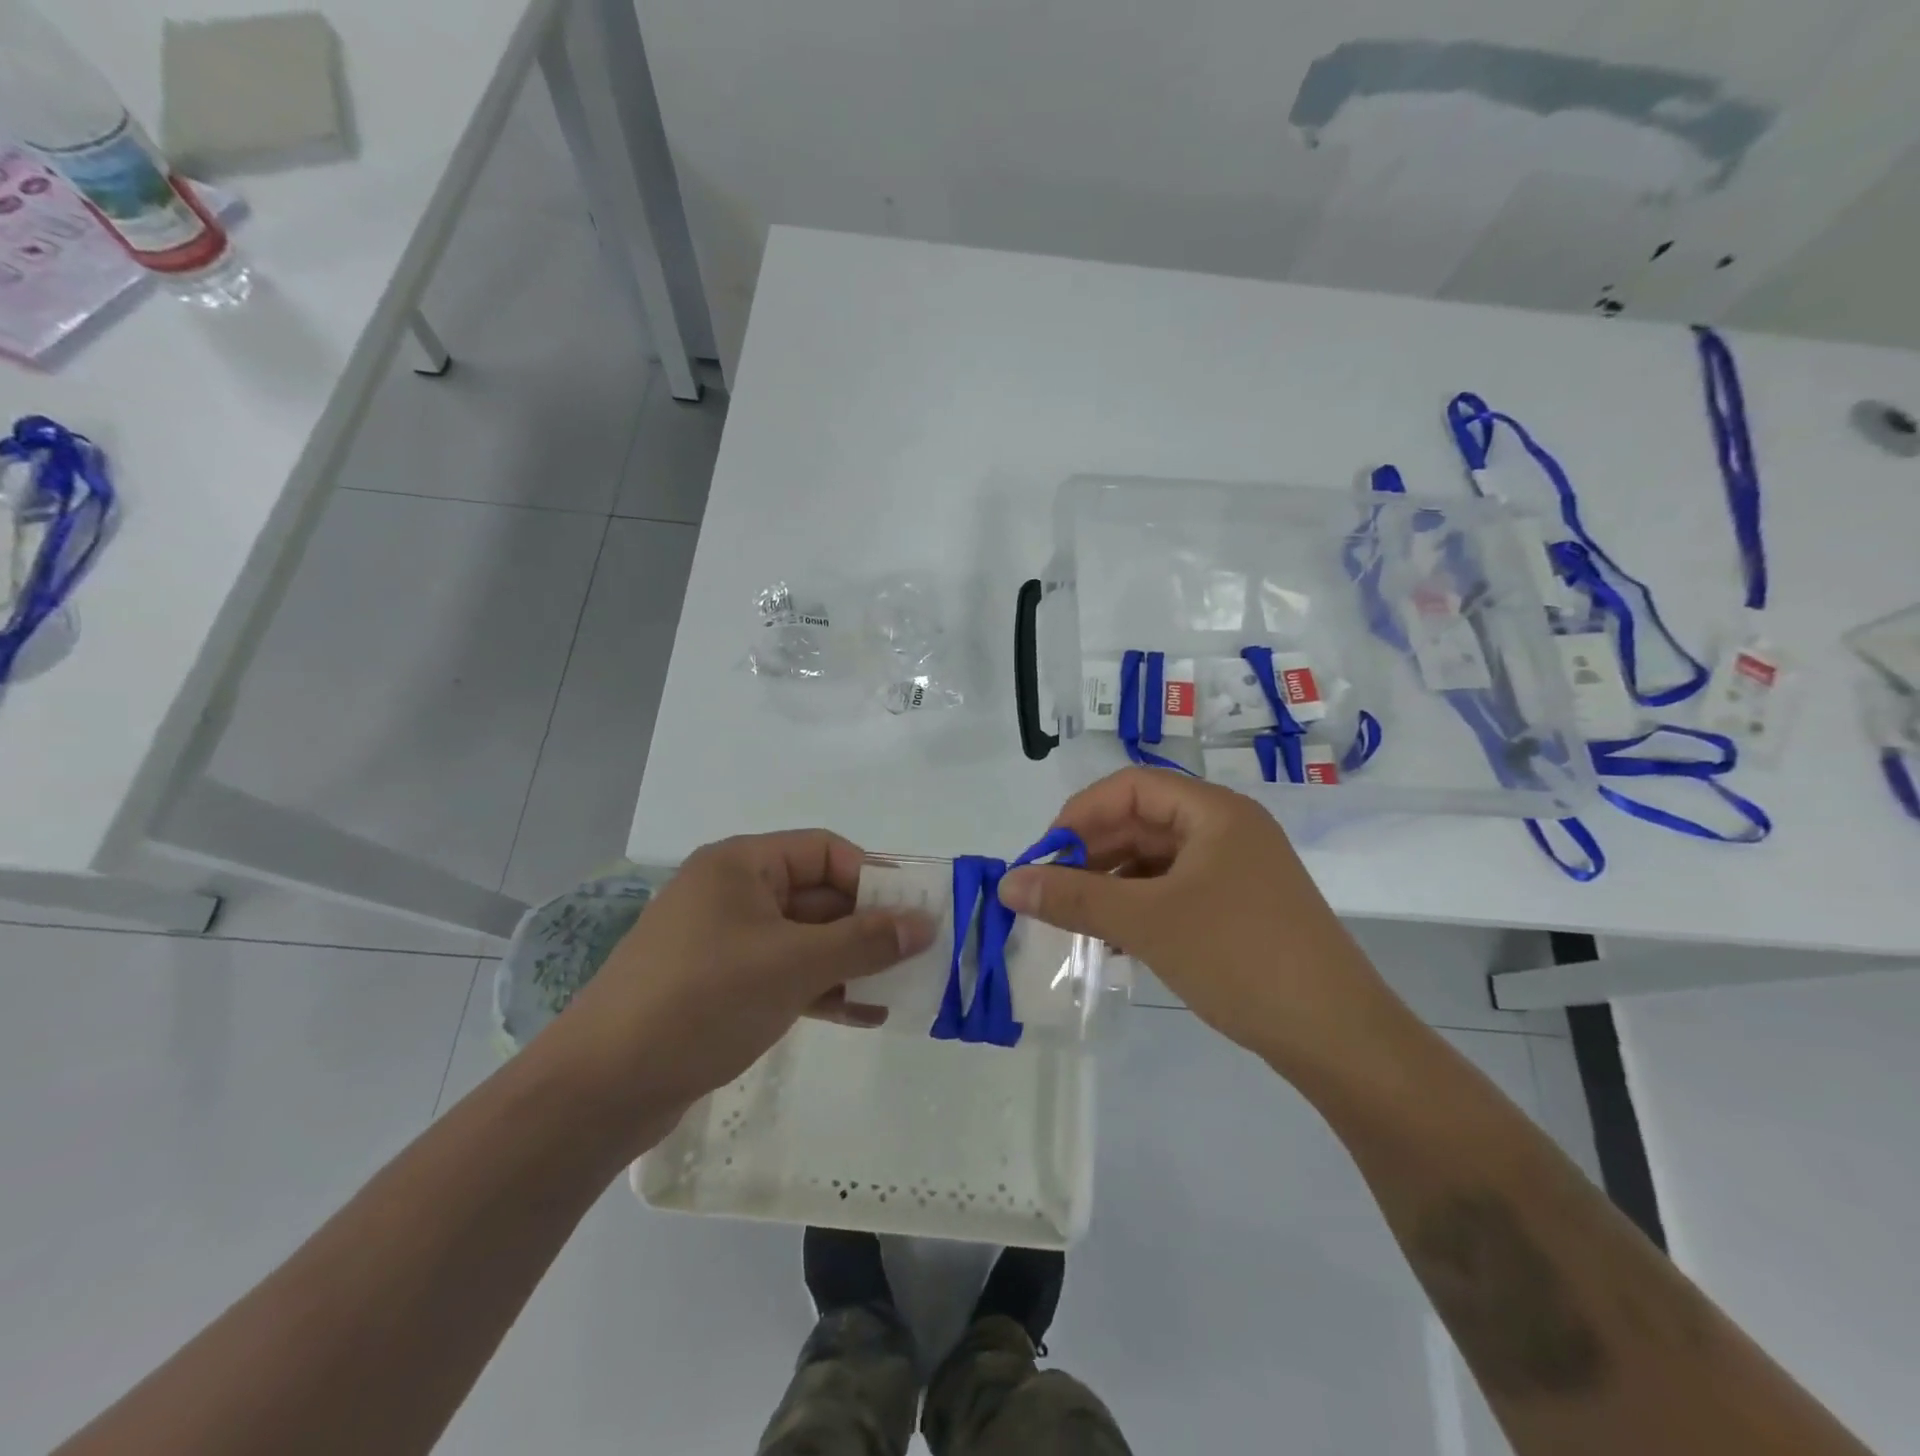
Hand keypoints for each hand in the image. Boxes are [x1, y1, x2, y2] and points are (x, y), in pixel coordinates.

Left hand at [539, 831, 935, 1137]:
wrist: (601, 1089)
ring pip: (805, 940)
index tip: (914, 913)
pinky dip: (823, 989)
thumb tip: (924, 923)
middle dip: (867, 926)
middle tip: (917, 955)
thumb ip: (864, 941)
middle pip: (817, 895)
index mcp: (741, 865)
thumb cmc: (702, 1001)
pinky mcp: (722, 987)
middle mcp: (733, 893)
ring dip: (851, 962)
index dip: (873, 877)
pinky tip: (865, 1014)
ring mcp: (725, 942)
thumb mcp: (793, 966)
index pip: (824, 851)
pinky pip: (786, 974)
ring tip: (902, 988)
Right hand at [997, 769, 1403, 1077]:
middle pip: (1142, 820)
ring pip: (1156, 859)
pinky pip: (1175, 890)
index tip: (1044, 856)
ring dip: (1111, 883)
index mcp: (1214, 812)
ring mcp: (1238, 870)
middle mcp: (1228, 829)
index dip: (1079, 814)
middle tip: (1050, 891)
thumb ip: (1073, 898)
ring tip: (1074, 919)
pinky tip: (1112, 938)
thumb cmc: (1239, 958)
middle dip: (1091, 852)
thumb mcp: (1147, 923)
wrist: (1338, 1037)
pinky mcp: (1241, 907)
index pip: (1130, 787)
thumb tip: (1008, 883)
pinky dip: (1139, 906)